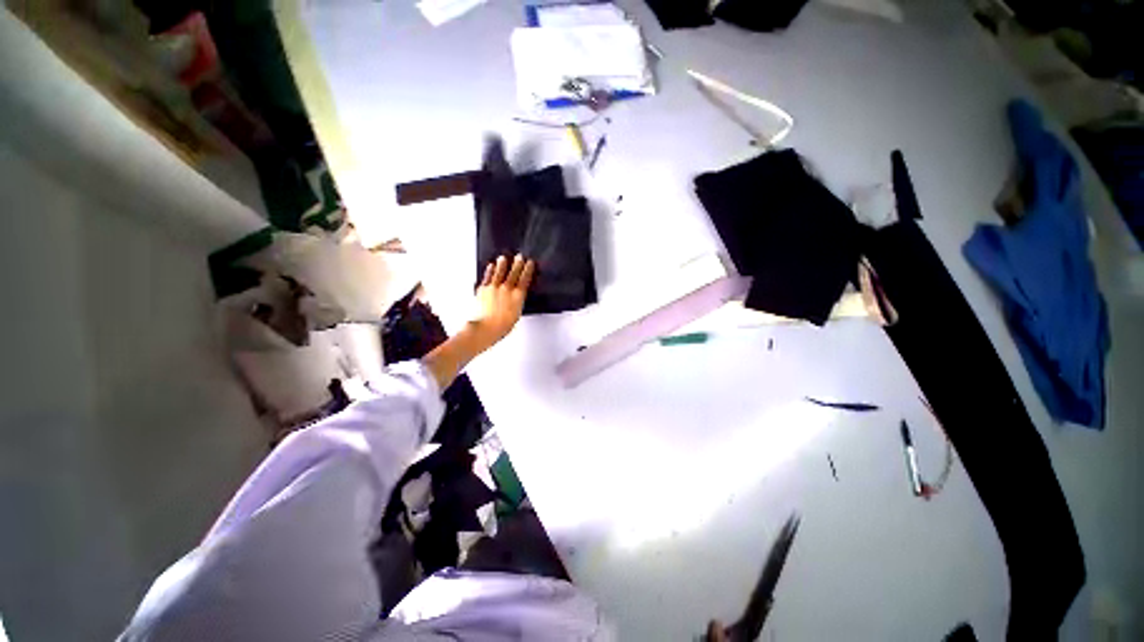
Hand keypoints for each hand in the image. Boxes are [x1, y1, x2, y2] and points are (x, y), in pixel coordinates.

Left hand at [472, 255, 534, 347]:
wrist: (486, 327)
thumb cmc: (502, 325)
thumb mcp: (516, 314)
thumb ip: (516, 302)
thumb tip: (516, 297)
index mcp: (518, 296)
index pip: (525, 279)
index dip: (528, 270)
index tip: (530, 263)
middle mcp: (507, 289)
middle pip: (514, 273)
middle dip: (518, 264)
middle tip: (520, 256)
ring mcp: (494, 287)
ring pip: (499, 272)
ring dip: (502, 264)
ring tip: (503, 257)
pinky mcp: (483, 289)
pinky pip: (487, 277)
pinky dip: (489, 271)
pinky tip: (490, 266)